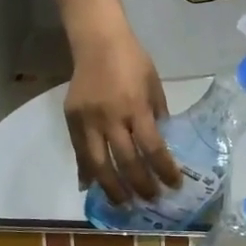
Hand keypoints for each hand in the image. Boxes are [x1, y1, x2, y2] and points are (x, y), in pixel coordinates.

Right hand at [65, 27, 180, 204]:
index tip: (174, 185)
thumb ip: (157, 115)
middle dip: (141, 186)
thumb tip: (161, 144)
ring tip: (123, 204)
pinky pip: (79, 152)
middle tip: (151, 200)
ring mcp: (88, 120)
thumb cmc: (132, 60)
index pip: (153, 148)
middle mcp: (111, 117)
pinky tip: (93, 188)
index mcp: (136, 107)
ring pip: (99, 164)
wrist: (97, 41)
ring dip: (112, 189)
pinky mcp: (71, 119)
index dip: (164, 170)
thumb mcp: (154, 85)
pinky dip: (86, 172)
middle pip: (126, 162)